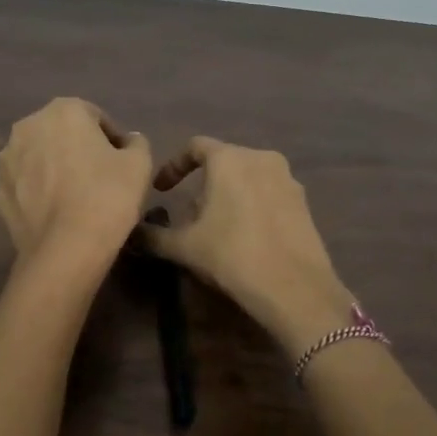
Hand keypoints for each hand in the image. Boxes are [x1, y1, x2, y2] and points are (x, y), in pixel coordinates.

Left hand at [0, 98, 152, 269]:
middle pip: (62, 134)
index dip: (112, 140)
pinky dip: (40, 192)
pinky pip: (26, 185)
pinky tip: (57, 213)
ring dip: (56, 169)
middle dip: (80, 150)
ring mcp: (7, 160)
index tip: (123, 165)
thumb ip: (136, 143)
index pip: (95, 117)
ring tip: (77, 198)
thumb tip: (127, 142)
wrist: (66, 249)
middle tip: (101, 179)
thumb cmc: (107, 196)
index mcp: (63, 110)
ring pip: (40, 158)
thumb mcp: (139, 164)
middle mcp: (28, 126)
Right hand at [140, 137, 353, 352]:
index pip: (195, 147)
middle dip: (203, 184)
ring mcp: (288, 179)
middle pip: (224, 162)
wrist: (294, 288)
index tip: (162, 189)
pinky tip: (246, 237)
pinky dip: (252, 206)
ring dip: (229, 195)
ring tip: (217, 227)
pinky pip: (269, 194)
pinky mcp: (304, 203)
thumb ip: (153, 235)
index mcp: (230, 159)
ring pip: (248, 177)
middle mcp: (261, 158)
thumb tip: (132, 234)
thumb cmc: (232, 255)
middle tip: (190, 216)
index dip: (174, 166)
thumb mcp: (184, 247)